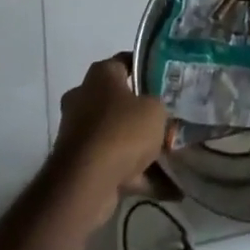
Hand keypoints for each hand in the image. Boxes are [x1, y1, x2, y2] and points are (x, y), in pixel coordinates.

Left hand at [48, 56, 167, 228]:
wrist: (85, 184)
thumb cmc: (122, 131)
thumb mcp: (155, 109)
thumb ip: (159, 105)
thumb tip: (156, 111)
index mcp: (101, 74)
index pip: (127, 62)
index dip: (148, 70)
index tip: (168, 81)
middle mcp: (84, 97)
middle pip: (120, 100)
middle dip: (142, 112)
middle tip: (168, 119)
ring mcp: (79, 132)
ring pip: (117, 134)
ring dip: (140, 146)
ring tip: (171, 157)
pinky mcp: (79, 164)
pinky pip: (114, 163)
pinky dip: (136, 173)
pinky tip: (165, 186)